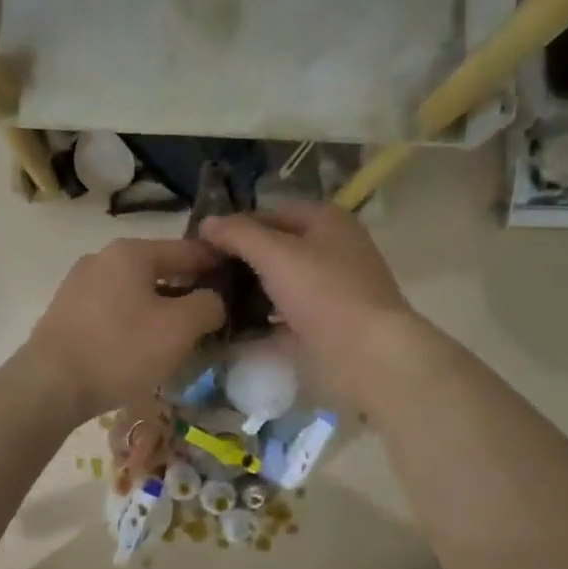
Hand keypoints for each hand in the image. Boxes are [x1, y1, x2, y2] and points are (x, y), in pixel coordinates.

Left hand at [19, 239, 225, 421]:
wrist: (49, 385)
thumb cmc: (120, 350)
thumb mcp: (179, 328)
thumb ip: (207, 305)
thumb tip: (213, 299)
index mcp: (131, 252)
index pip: (188, 249)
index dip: (217, 263)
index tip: (240, 280)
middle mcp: (102, 258)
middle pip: (159, 268)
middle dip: (188, 289)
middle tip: (213, 314)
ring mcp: (79, 284)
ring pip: (135, 290)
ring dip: (161, 307)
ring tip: (180, 334)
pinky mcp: (66, 312)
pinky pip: (113, 309)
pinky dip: (134, 320)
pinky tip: (142, 346)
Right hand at [201, 204, 440, 406]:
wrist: (367, 356)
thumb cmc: (324, 293)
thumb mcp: (275, 254)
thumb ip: (239, 234)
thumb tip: (207, 223)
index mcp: (327, 221)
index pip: (270, 212)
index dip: (235, 224)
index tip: (200, 243)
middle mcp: (332, 249)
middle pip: (275, 247)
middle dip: (239, 259)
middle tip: (200, 273)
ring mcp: (330, 289)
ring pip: (279, 282)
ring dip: (247, 290)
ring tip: (209, 299)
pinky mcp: (325, 323)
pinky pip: (284, 314)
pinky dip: (261, 318)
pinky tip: (230, 326)